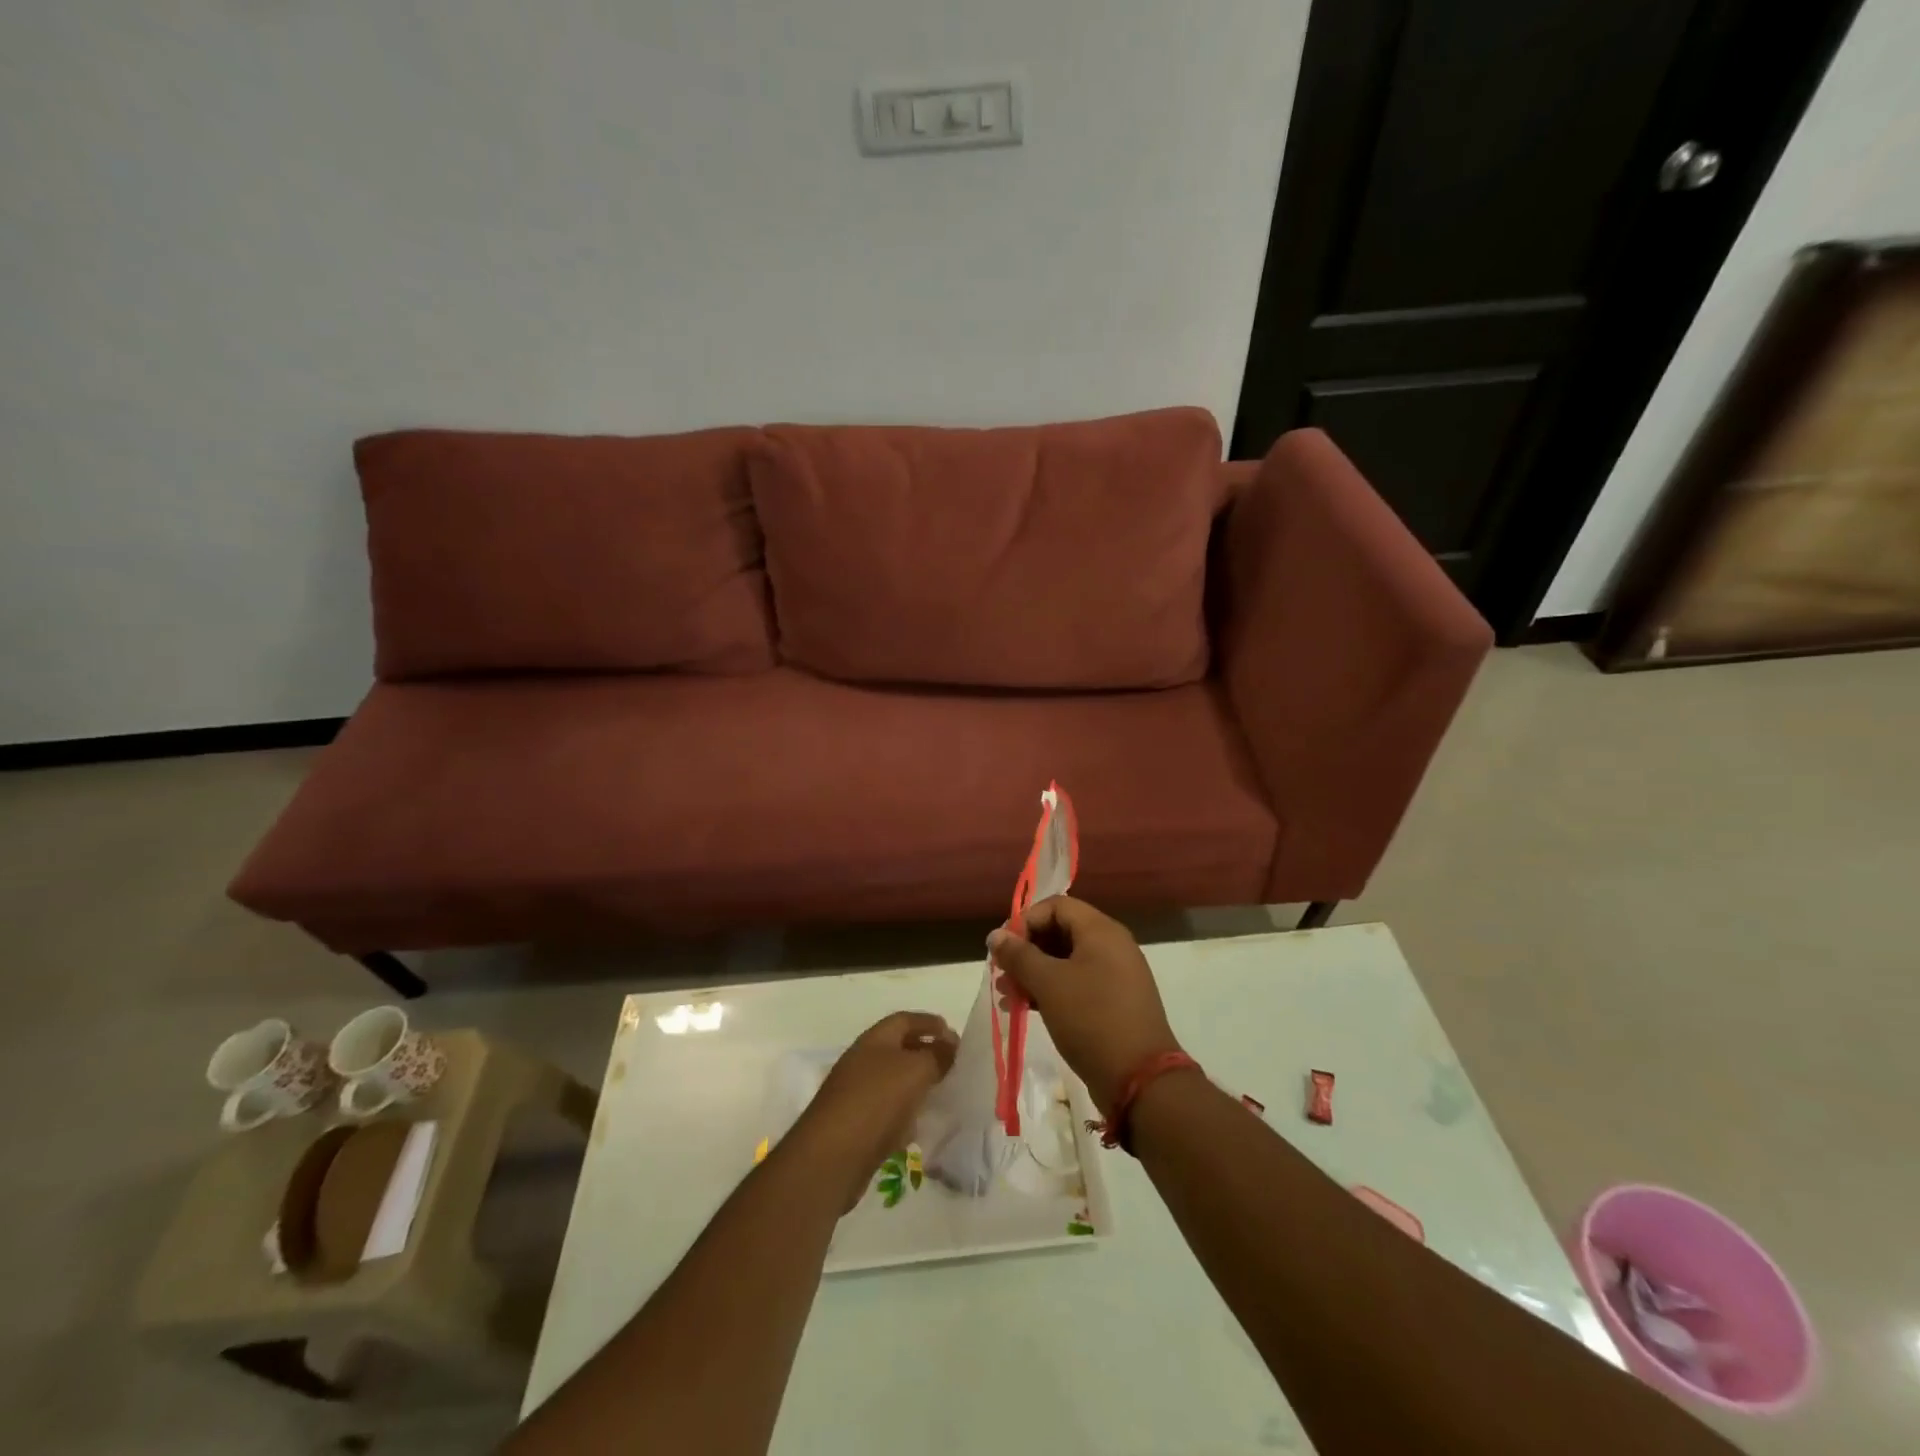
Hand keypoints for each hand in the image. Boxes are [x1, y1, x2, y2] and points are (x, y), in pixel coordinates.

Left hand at [791, 1012, 957, 1208]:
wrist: (831, 1157)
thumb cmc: (876, 1101)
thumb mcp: (915, 1070)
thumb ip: (937, 1055)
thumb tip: (950, 1045)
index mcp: (874, 1040)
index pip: (904, 1020)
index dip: (929, 1023)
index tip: (955, 1035)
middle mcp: (862, 1062)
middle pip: (898, 1049)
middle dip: (926, 1053)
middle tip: (953, 1064)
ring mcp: (856, 1094)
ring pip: (894, 1081)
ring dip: (917, 1084)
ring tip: (942, 1093)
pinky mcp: (856, 1125)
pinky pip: (887, 1111)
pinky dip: (905, 1113)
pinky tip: (920, 1126)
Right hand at [988, 895, 1183, 1119]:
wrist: (1140, 1078)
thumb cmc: (1091, 1018)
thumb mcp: (1048, 983)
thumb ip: (1019, 955)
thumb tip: (995, 935)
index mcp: (1101, 930)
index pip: (1056, 906)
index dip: (1026, 921)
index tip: (1003, 948)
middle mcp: (1111, 945)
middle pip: (1060, 931)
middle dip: (1026, 950)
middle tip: (1001, 974)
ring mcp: (1115, 975)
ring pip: (1066, 961)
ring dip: (1034, 973)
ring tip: (1007, 996)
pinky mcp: (1114, 1002)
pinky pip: (1077, 983)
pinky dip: (1051, 990)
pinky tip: (1025, 1008)